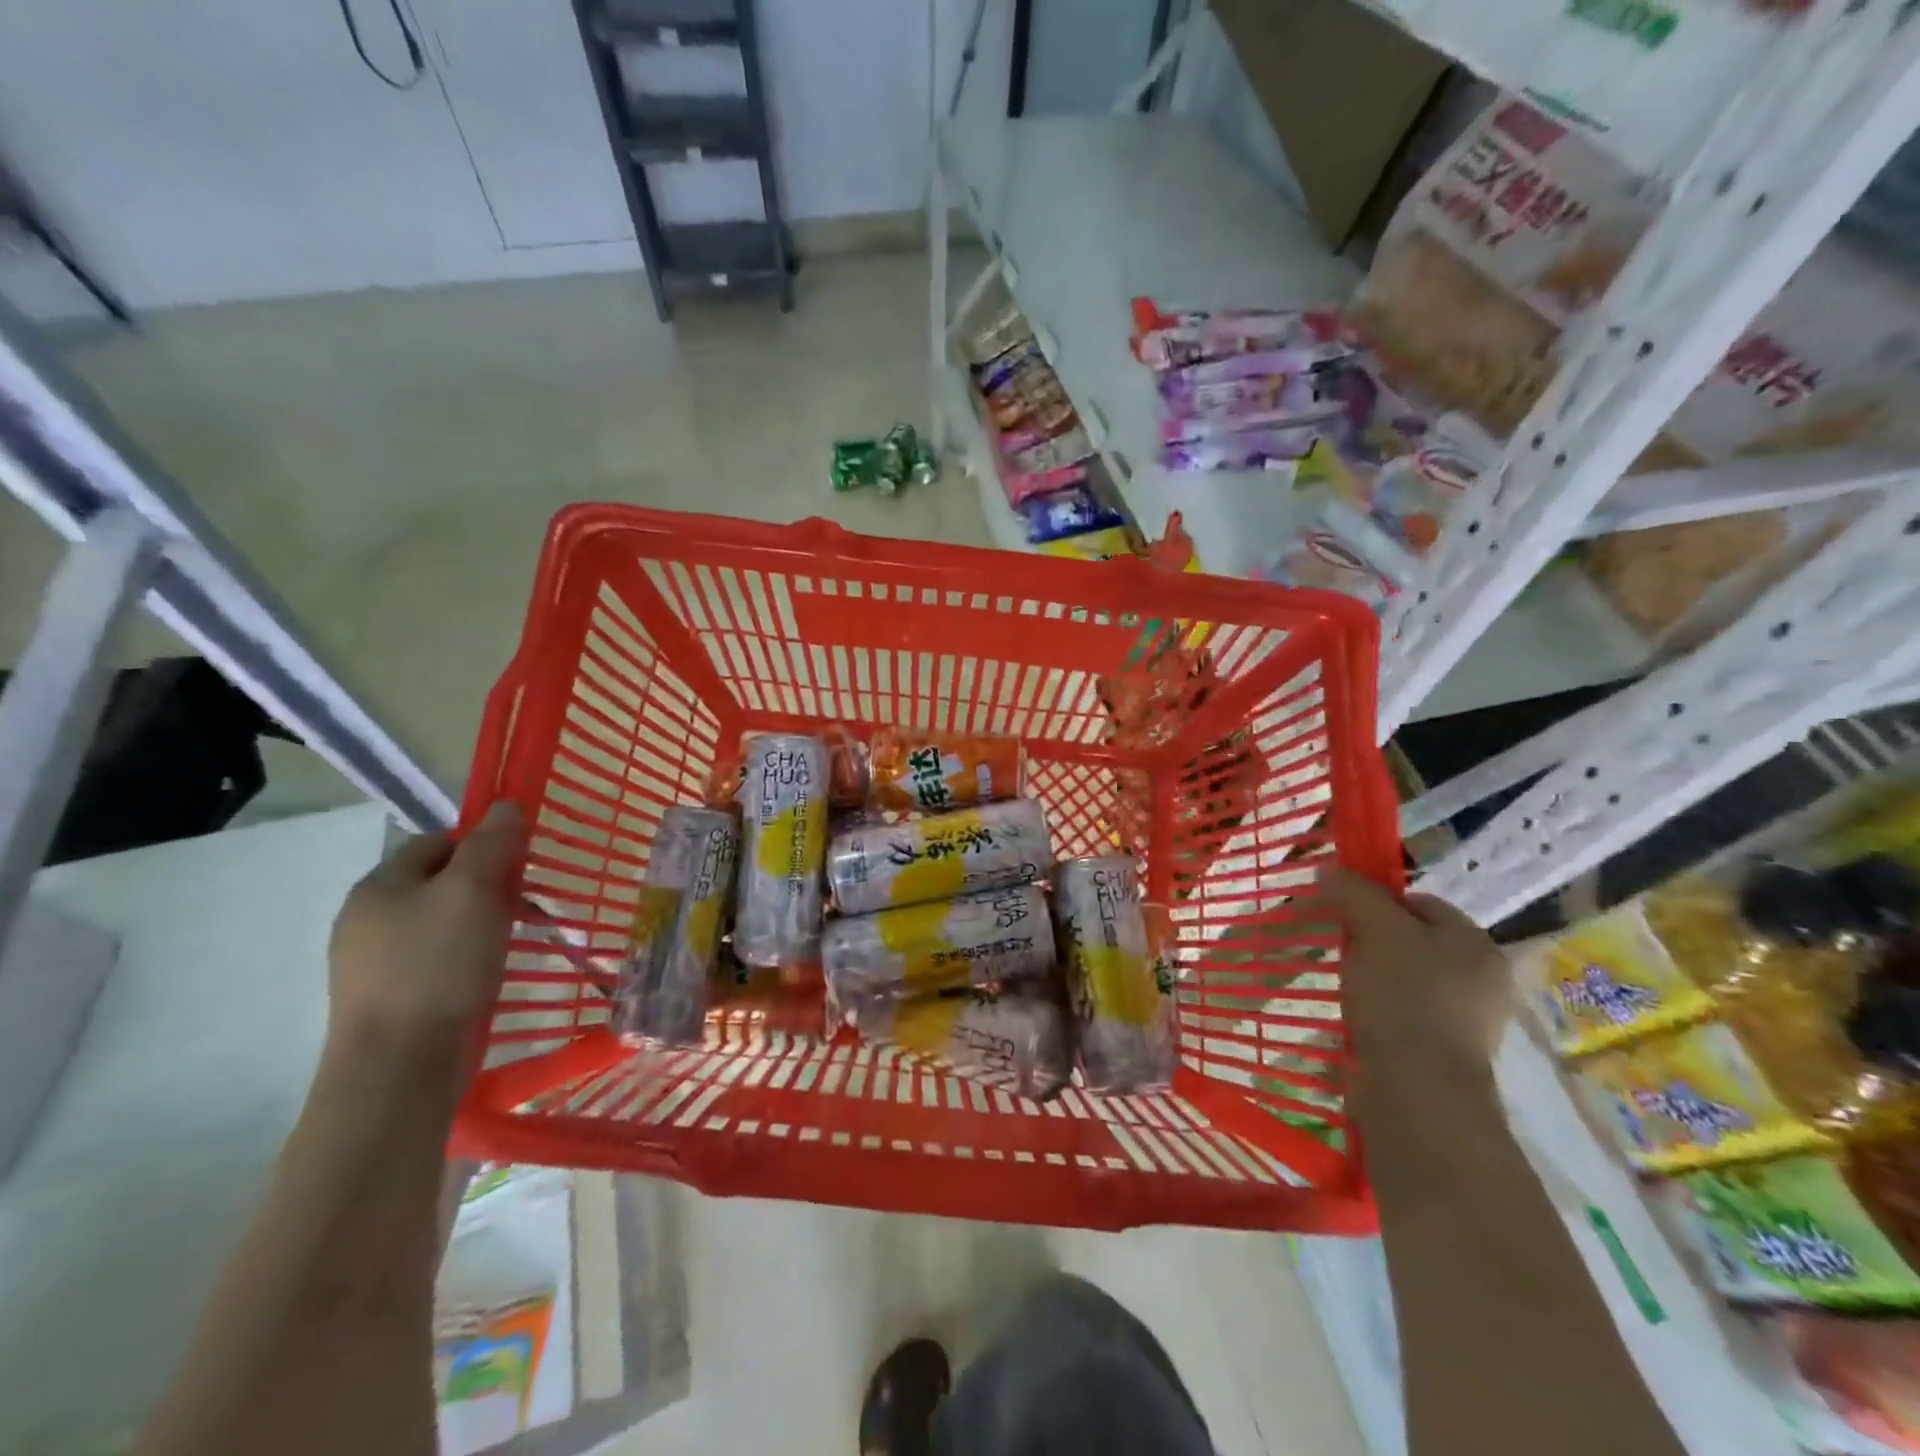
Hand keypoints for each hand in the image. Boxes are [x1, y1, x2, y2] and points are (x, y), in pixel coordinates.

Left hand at [326, 801, 527, 1081]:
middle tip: (528, 904)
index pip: (439, 841)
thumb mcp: (472, 892)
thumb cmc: (437, 966)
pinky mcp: (394, 997)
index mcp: (379, 885)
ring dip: (486, 921)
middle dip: (491, 885)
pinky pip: (440, 957)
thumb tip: (508, 805)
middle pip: (443, 881)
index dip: (484, 844)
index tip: (523, 866)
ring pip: (445, 921)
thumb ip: (492, 844)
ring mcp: (377, 962)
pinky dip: (471, 954)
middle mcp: (369, 918)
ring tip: (518, 938)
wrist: (399, 1067)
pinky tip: (492, 971)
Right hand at [1321, 866, 1510, 1103]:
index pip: (1421, 902)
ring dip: (1374, 978)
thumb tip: (1331, 870)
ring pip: (1407, 979)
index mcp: (1477, 944)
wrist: (1418, 1093)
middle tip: (1343, 950)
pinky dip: (1380, 1012)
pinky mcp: (1445, 1054)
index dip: (1378, 901)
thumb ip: (1354, 894)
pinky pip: (1406, 1016)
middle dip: (1373, 941)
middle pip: (1413, 941)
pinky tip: (1358, 1018)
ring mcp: (1467, 1021)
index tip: (1344, 916)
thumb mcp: (1374, 932)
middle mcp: (1482, 980)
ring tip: (1346, 987)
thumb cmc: (1403, 999)